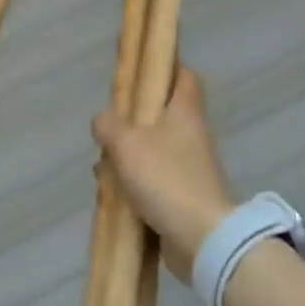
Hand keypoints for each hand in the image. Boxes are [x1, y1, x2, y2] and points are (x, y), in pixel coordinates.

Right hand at [92, 68, 234, 280]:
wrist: (202, 238)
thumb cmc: (166, 178)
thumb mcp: (126, 143)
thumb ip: (109, 125)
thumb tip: (102, 120)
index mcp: (185, 112)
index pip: (184, 76)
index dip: (165, 67)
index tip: (141, 69)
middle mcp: (192, 135)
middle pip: (162, 115)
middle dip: (132, 120)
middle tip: (109, 125)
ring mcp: (190, 168)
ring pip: (153, 150)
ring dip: (128, 156)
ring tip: (103, 167)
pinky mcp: (185, 197)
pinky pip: (154, 180)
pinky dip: (134, 184)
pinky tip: (112, 195)